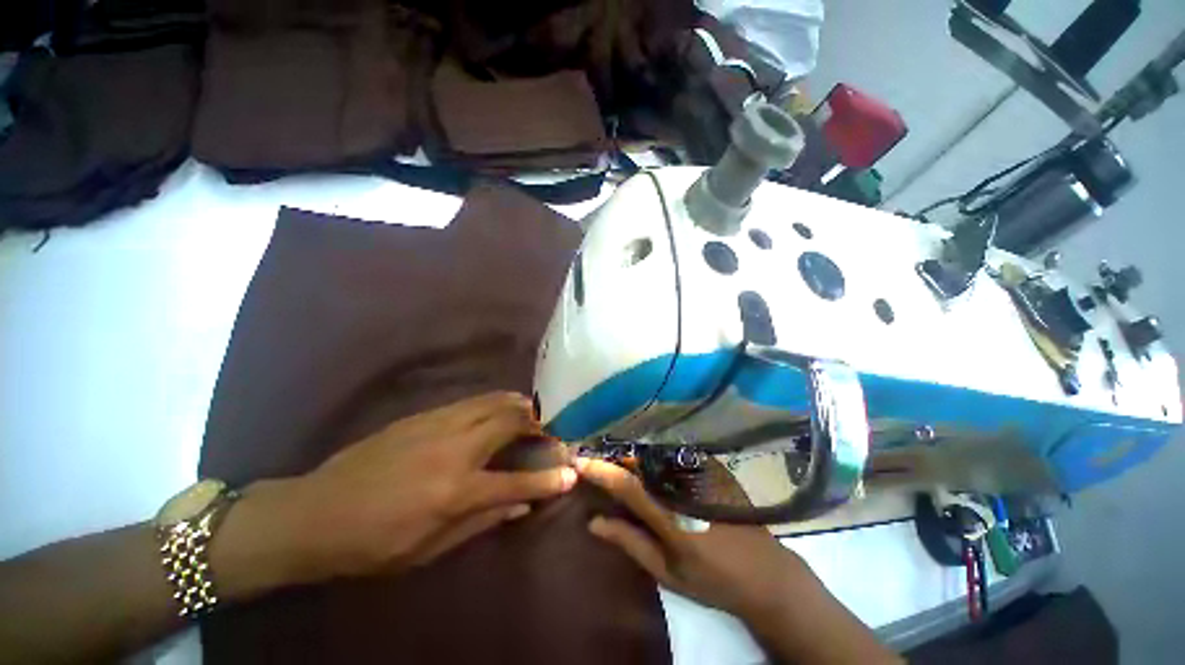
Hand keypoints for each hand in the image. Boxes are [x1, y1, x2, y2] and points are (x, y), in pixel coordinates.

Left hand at [219, 392, 576, 590]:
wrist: (314, 512)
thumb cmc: (372, 544)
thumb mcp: (428, 550)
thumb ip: (481, 523)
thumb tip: (521, 505)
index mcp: (455, 491)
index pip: (517, 482)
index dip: (549, 478)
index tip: (572, 472)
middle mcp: (454, 449)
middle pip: (511, 421)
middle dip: (539, 422)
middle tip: (551, 429)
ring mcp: (438, 425)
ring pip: (493, 402)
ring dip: (520, 405)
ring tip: (533, 412)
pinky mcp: (424, 415)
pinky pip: (472, 401)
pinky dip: (494, 402)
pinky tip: (498, 408)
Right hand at [575, 457, 807, 619]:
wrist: (766, 573)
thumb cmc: (713, 580)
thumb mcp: (668, 572)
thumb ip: (630, 542)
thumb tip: (594, 522)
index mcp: (673, 516)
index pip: (628, 485)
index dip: (601, 470)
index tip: (578, 461)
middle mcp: (685, 485)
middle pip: (639, 462)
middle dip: (612, 458)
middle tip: (591, 458)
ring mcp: (701, 472)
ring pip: (654, 455)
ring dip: (629, 455)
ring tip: (611, 459)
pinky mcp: (711, 467)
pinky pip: (672, 456)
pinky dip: (651, 457)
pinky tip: (643, 462)